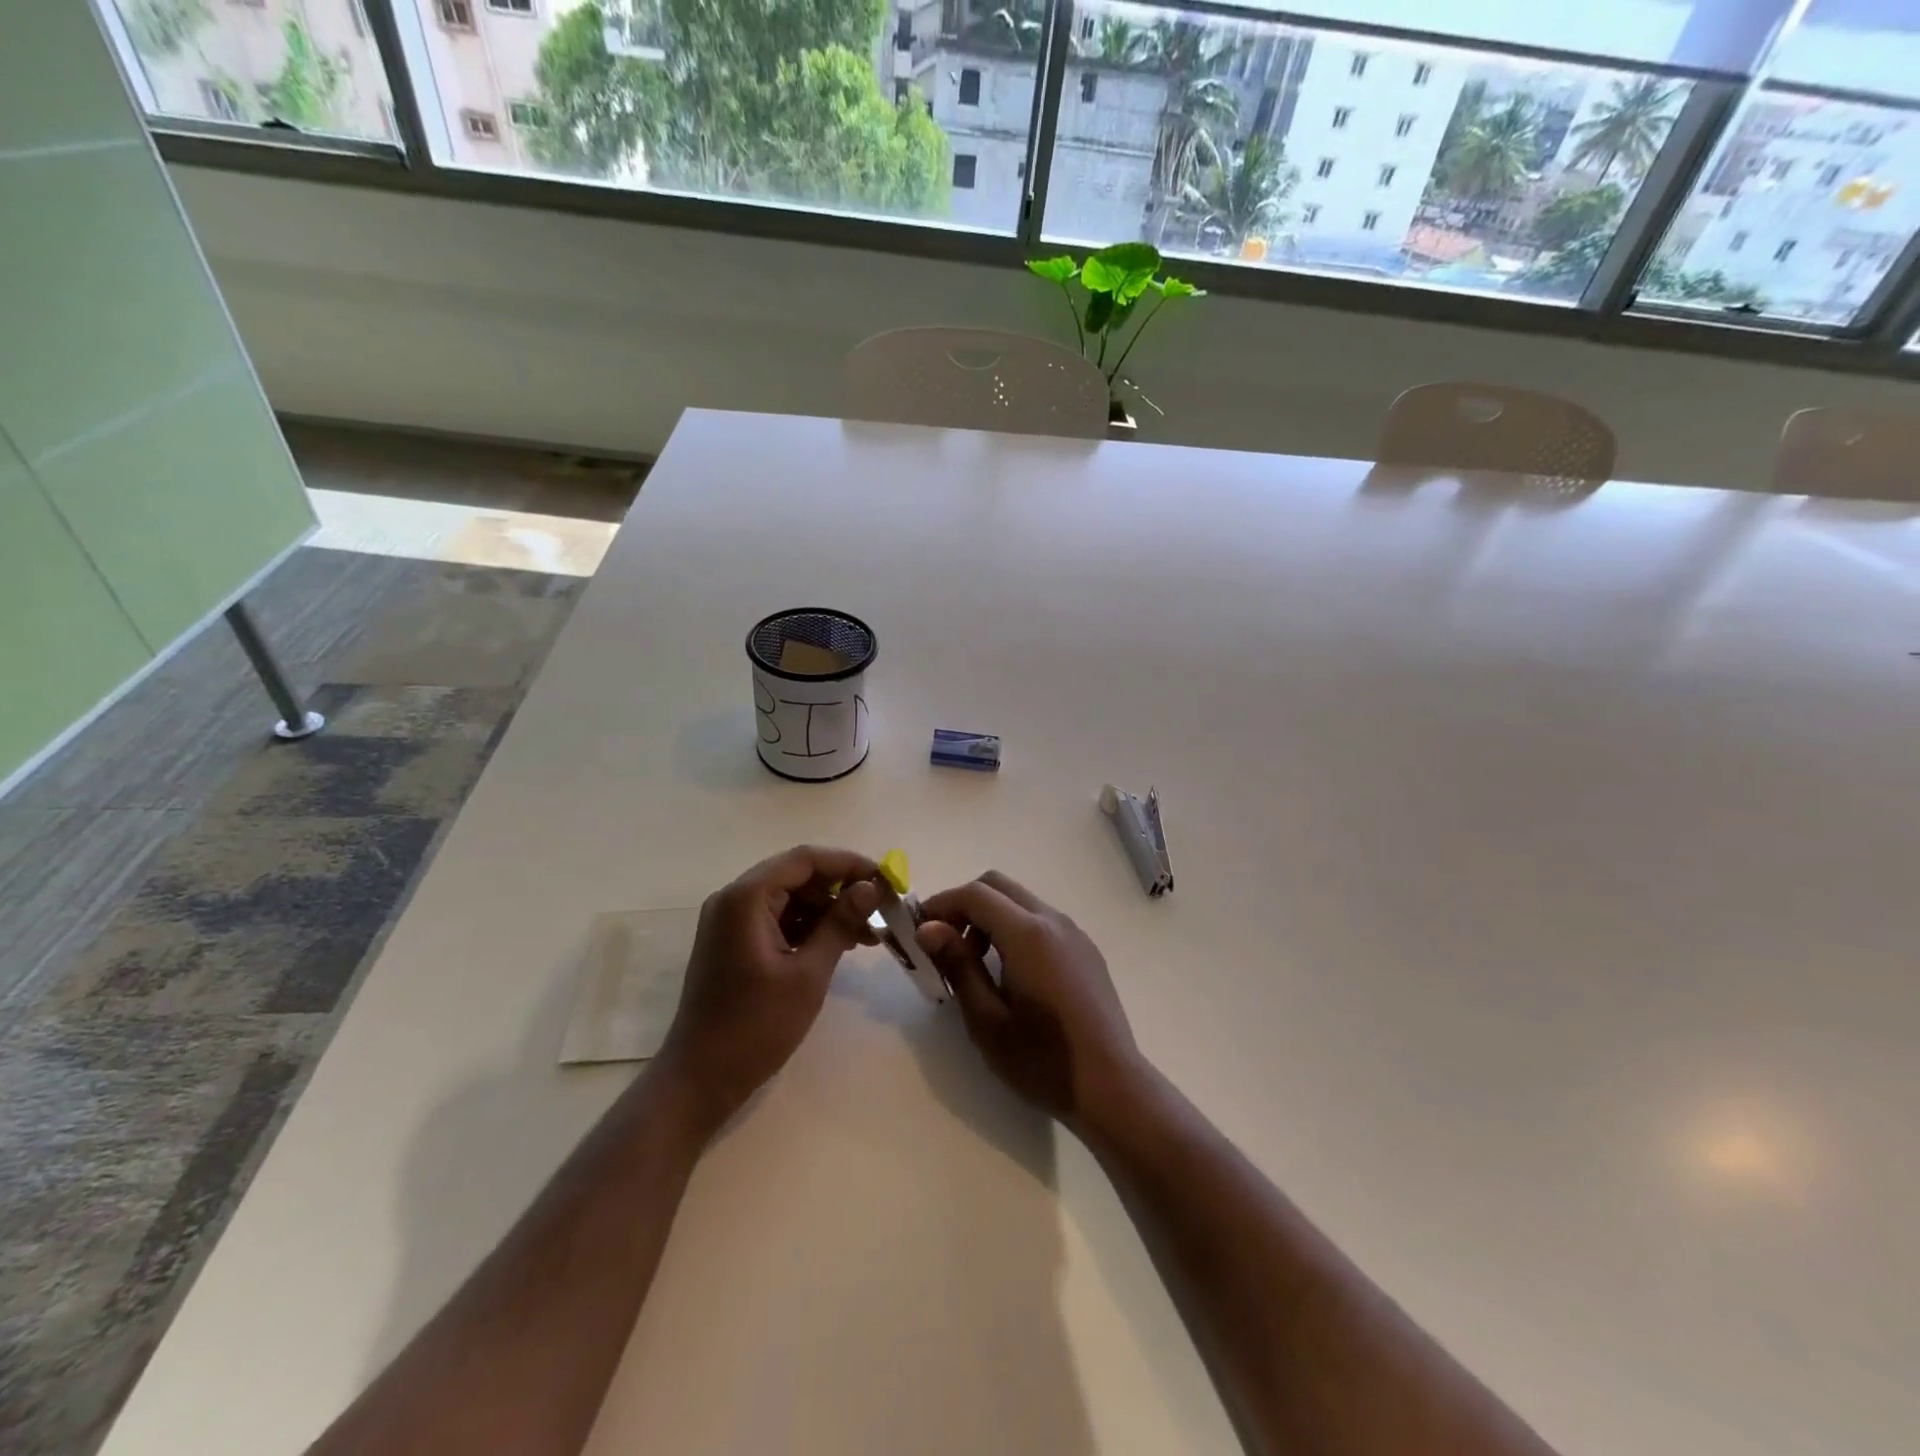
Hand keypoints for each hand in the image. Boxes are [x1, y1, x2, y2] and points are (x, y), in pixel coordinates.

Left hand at [658, 846, 881, 1131]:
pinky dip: (810, 927)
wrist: (699, 1080)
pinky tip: (841, 944)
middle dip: (841, 888)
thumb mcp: (808, 973)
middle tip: (881, 909)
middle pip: (797, 875)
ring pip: (790, 898)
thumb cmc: (755, 1026)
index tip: (886, 879)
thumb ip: (839, 923)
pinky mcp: (735, 943)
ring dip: (829, 909)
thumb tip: (871, 888)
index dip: (849, 864)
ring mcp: (731, 922)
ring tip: (869, 933)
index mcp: (746, 898)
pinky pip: (779, 919)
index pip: (805, 859)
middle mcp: (734, 899)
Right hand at [916, 872, 1143, 1135]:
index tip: (919, 931)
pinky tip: (1010, 972)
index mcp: (1028, 934)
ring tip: (974, 964)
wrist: (1112, 1086)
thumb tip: (929, 929)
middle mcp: (1053, 920)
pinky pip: (1041, 920)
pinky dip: (1014, 928)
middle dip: (964, 904)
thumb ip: (958, 965)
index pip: (975, 894)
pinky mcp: (1085, 949)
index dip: (941, 904)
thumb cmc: (1042, 1059)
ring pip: (1020, 901)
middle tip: (945, 944)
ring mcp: (1074, 933)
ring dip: (990, 916)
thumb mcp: (988, 1020)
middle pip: (998, 886)